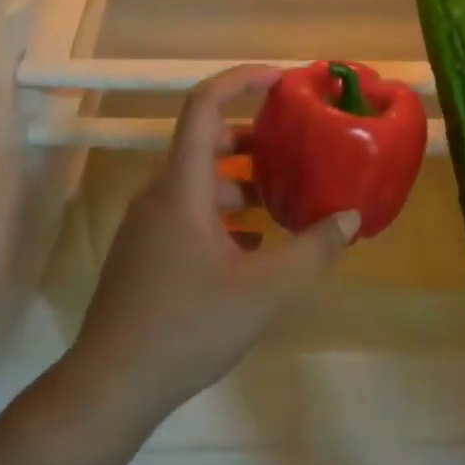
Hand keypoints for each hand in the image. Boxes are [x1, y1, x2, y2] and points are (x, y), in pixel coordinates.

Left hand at [68, 65, 359, 423]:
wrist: (113, 383)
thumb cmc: (189, 326)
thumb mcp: (266, 290)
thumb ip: (314, 249)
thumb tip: (351, 217)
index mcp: (182, 188)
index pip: (204, 106)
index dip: (241, 81)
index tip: (281, 80)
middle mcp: (159, 194)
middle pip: (203, 141)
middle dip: (249, 136)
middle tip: (290, 146)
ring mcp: (147, 223)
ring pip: (197, 180)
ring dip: (238, 179)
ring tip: (280, 199)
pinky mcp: (144, 251)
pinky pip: (187, 211)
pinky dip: (221, 211)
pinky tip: (252, 243)